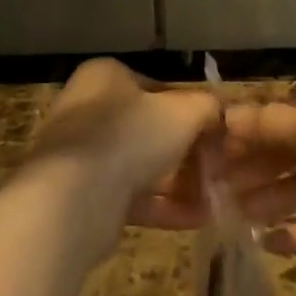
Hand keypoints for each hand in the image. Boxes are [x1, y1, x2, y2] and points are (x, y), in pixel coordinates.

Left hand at [30, 58, 222, 231]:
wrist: (74, 199)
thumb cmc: (131, 135)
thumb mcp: (184, 111)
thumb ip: (207, 107)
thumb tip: (220, 112)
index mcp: (105, 77)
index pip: (157, 87)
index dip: (190, 109)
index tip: (214, 131)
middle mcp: (87, 111)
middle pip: (149, 129)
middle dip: (187, 152)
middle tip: (217, 168)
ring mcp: (80, 157)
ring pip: (141, 166)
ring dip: (180, 182)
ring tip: (215, 198)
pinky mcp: (81, 198)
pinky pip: (130, 197)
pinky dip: (163, 207)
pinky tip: (198, 219)